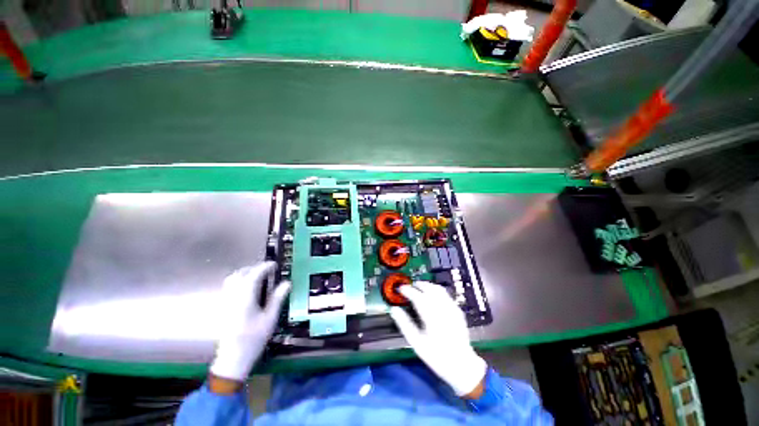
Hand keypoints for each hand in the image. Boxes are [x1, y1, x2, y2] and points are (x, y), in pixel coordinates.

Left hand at [209, 262, 289, 382]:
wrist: (232, 358)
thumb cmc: (253, 339)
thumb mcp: (270, 319)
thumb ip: (277, 299)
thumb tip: (287, 283)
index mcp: (245, 298)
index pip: (254, 275)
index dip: (264, 267)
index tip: (274, 265)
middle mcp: (232, 297)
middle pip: (240, 274)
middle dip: (254, 268)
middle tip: (267, 270)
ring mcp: (225, 302)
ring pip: (231, 279)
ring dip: (244, 273)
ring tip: (257, 276)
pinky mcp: (222, 308)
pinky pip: (228, 287)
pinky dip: (238, 281)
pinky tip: (246, 288)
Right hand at [390, 281, 486, 396]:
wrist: (461, 365)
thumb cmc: (436, 356)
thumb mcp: (416, 343)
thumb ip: (404, 324)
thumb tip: (394, 310)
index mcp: (432, 317)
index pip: (417, 297)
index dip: (408, 290)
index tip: (401, 288)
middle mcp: (443, 309)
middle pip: (429, 289)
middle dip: (418, 285)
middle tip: (409, 287)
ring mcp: (452, 308)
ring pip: (438, 289)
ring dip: (427, 285)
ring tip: (419, 288)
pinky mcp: (458, 310)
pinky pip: (445, 294)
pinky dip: (436, 290)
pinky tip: (432, 296)